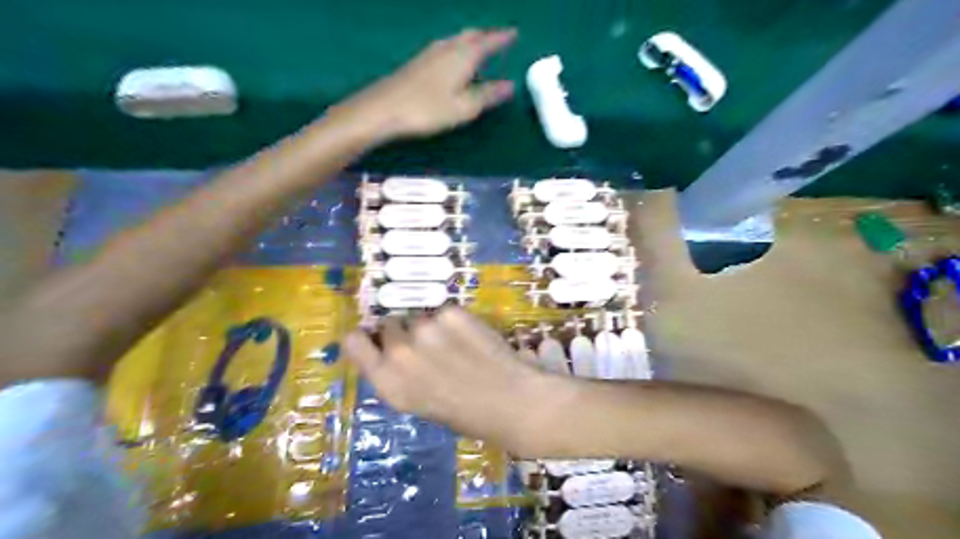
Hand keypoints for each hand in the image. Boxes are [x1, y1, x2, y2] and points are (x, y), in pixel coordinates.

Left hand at [335, 28, 517, 140]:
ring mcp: (429, 54)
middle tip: (498, 38)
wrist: (384, 108)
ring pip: (456, 39)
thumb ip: (487, 95)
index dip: (502, 38)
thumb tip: (510, 85)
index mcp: (463, 57)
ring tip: (479, 45)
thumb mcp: (464, 107)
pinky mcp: (417, 63)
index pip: (488, 42)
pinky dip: (457, 47)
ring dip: (470, 40)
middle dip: (486, 35)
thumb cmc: (428, 109)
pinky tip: (452, 57)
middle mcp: (447, 48)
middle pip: (470, 35)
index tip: (514, 33)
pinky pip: (445, 47)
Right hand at [342, 308, 564, 454]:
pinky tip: (470, 338)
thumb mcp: (417, 402)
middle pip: (389, 324)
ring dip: (430, 326)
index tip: (377, 339)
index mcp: (387, 382)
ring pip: (419, 316)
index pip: (354, 341)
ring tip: (455, 346)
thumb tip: (390, 349)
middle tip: (429, 348)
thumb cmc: (465, 413)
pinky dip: (453, 321)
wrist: (510, 401)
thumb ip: (397, 374)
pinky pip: (443, 311)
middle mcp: (399, 352)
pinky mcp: (451, 313)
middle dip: (404, 333)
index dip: (367, 338)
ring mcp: (426, 329)